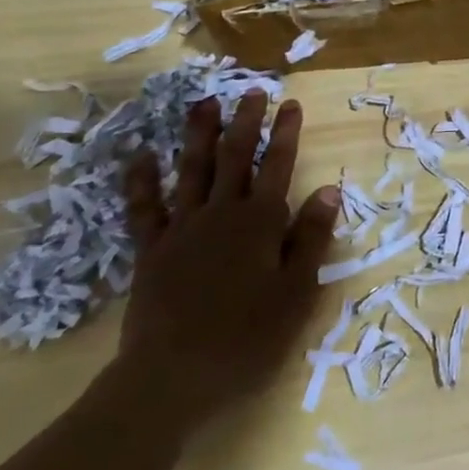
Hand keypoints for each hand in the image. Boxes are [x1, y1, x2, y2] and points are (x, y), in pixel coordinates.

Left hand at [117, 93, 338, 434]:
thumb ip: (311, 238)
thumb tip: (329, 189)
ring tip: (202, 103)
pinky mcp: (151, 252)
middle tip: (250, 91)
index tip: (290, 103)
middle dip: (245, 122)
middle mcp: (221, 215)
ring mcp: (182, 231)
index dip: (285, 134)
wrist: (172, 378)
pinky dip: (141, 182)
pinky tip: (140, 158)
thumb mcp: (297, 292)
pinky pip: (144, 210)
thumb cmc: (247, 338)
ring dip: (198, 136)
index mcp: (260, 223)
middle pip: (234, 158)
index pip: (278, 166)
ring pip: (191, 172)